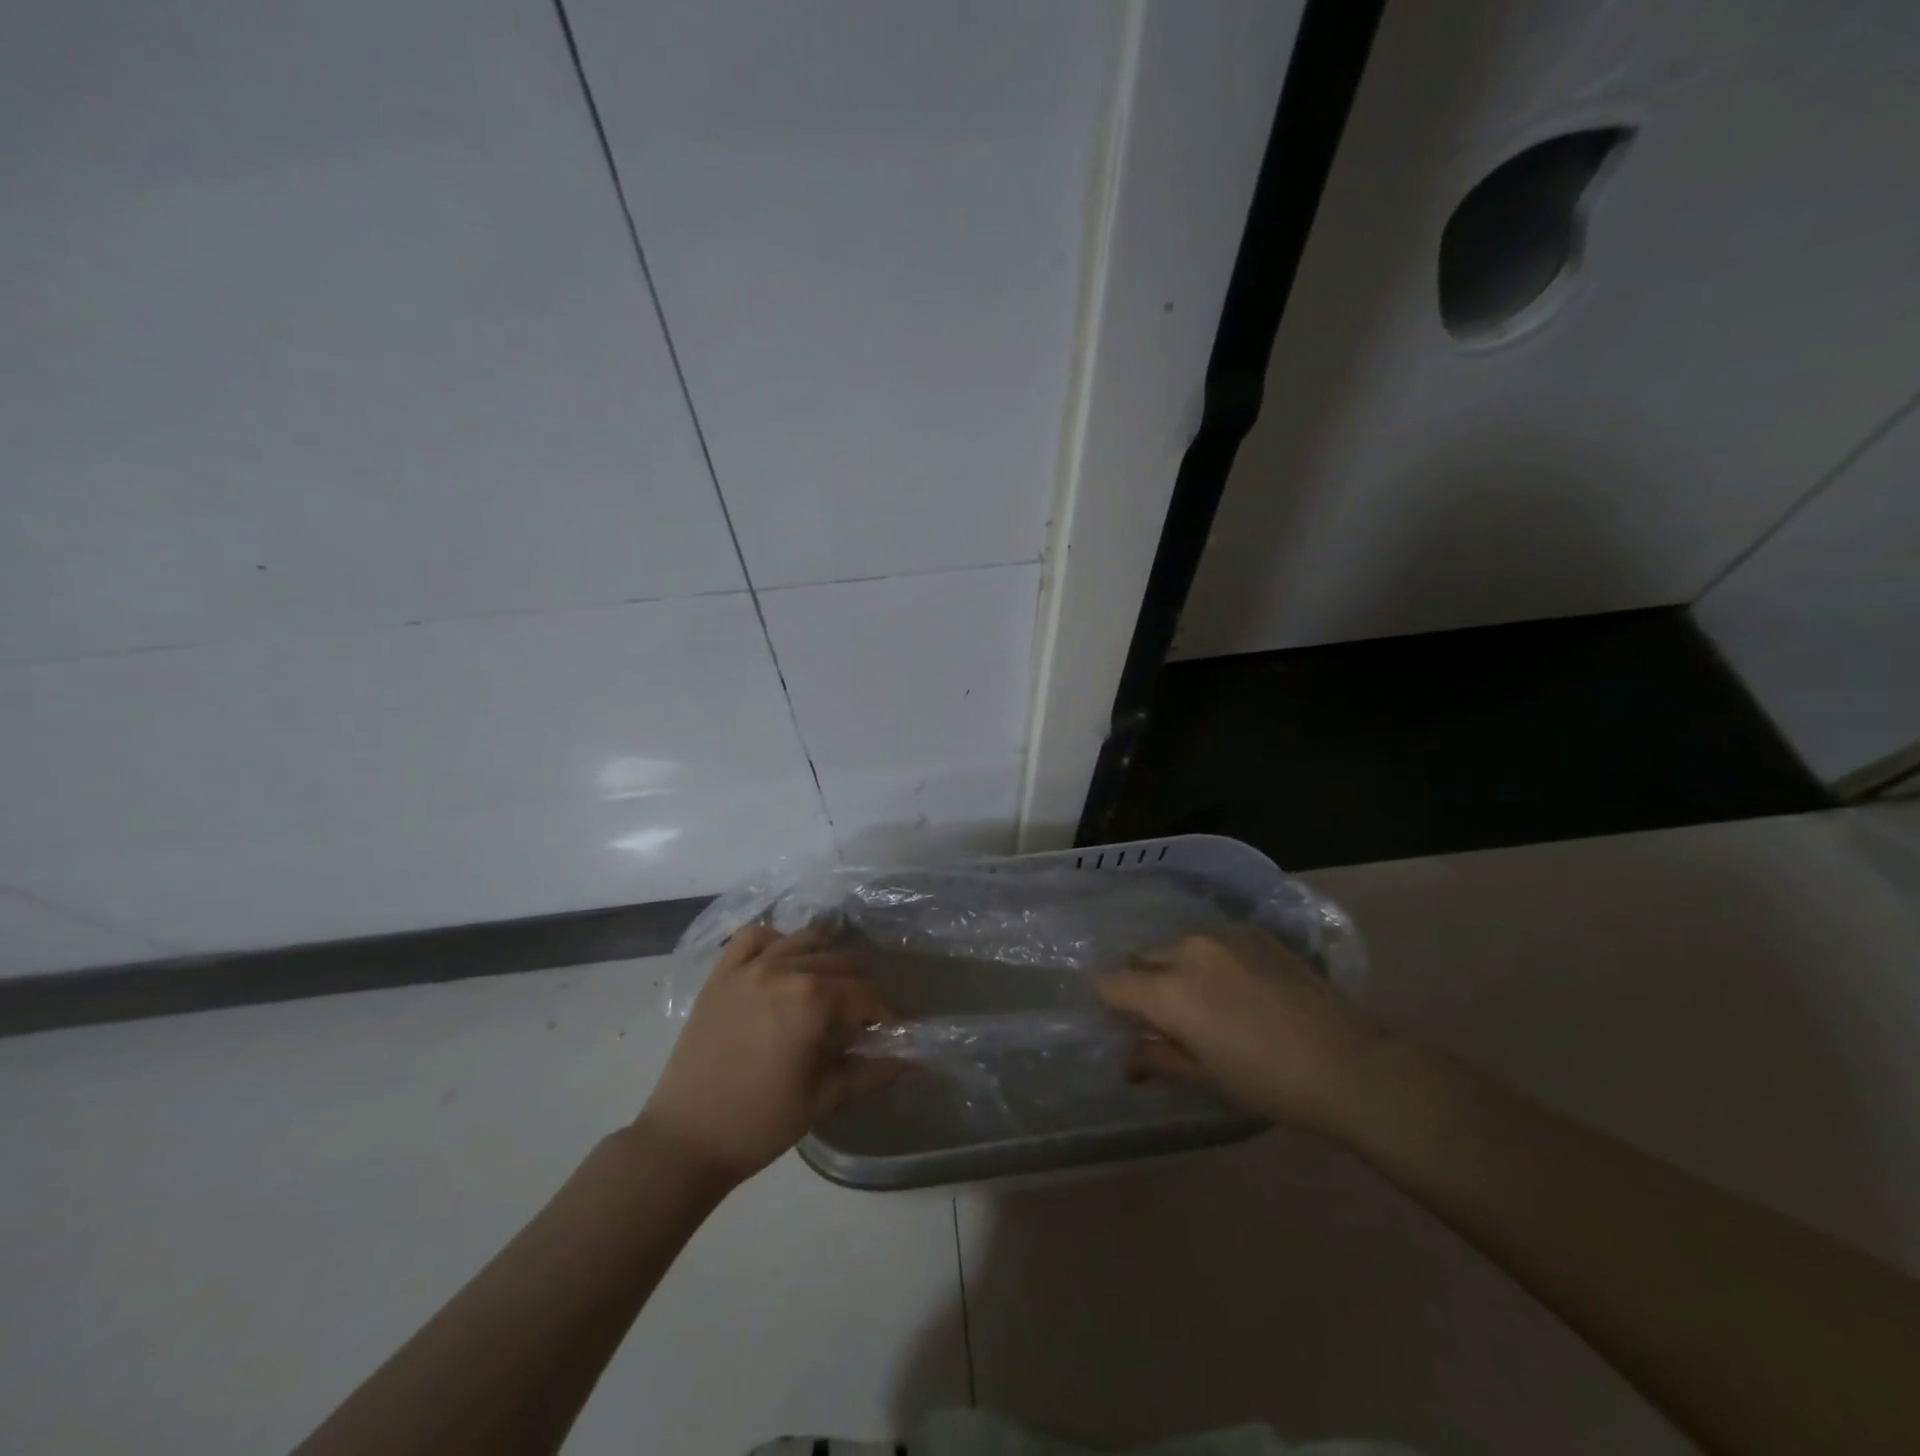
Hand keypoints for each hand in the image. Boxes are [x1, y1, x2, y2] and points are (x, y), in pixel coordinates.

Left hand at [638, 924, 900, 1185]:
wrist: (684, 1141)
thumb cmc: (759, 1123)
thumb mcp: (823, 1098)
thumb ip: (871, 1072)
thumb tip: (914, 1062)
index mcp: (811, 999)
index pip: (865, 995)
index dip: (886, 1013)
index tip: (893, 1030)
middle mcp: (783, 969)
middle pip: (840, 963)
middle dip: (860, 988)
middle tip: (863, 1019)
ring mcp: (748, 967)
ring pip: (803, 941)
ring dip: (824, 960)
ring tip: (828, 989)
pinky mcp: (720, 973)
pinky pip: (754, 936)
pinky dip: (776, 940)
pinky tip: (783, 961)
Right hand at [1096, 931, 1389, 1135]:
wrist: (1351, 1065)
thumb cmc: (1270, 1083)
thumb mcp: (1207, 1077)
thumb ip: (1158, 1058)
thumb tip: (1127, 1058)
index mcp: (1169, 990)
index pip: (1112, 983)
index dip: (1109, 1002)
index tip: (1120, 1022)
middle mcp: (1189, 951)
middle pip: (1143, 959)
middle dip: (1142, 985)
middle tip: (1164, 1019)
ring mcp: (1225, 936)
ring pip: (1178, 947)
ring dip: (1176, 970)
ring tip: (1206, 1003)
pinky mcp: (1256, 933)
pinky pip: (1215, 943)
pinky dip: (1211, 962)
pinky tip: (1240, 990)